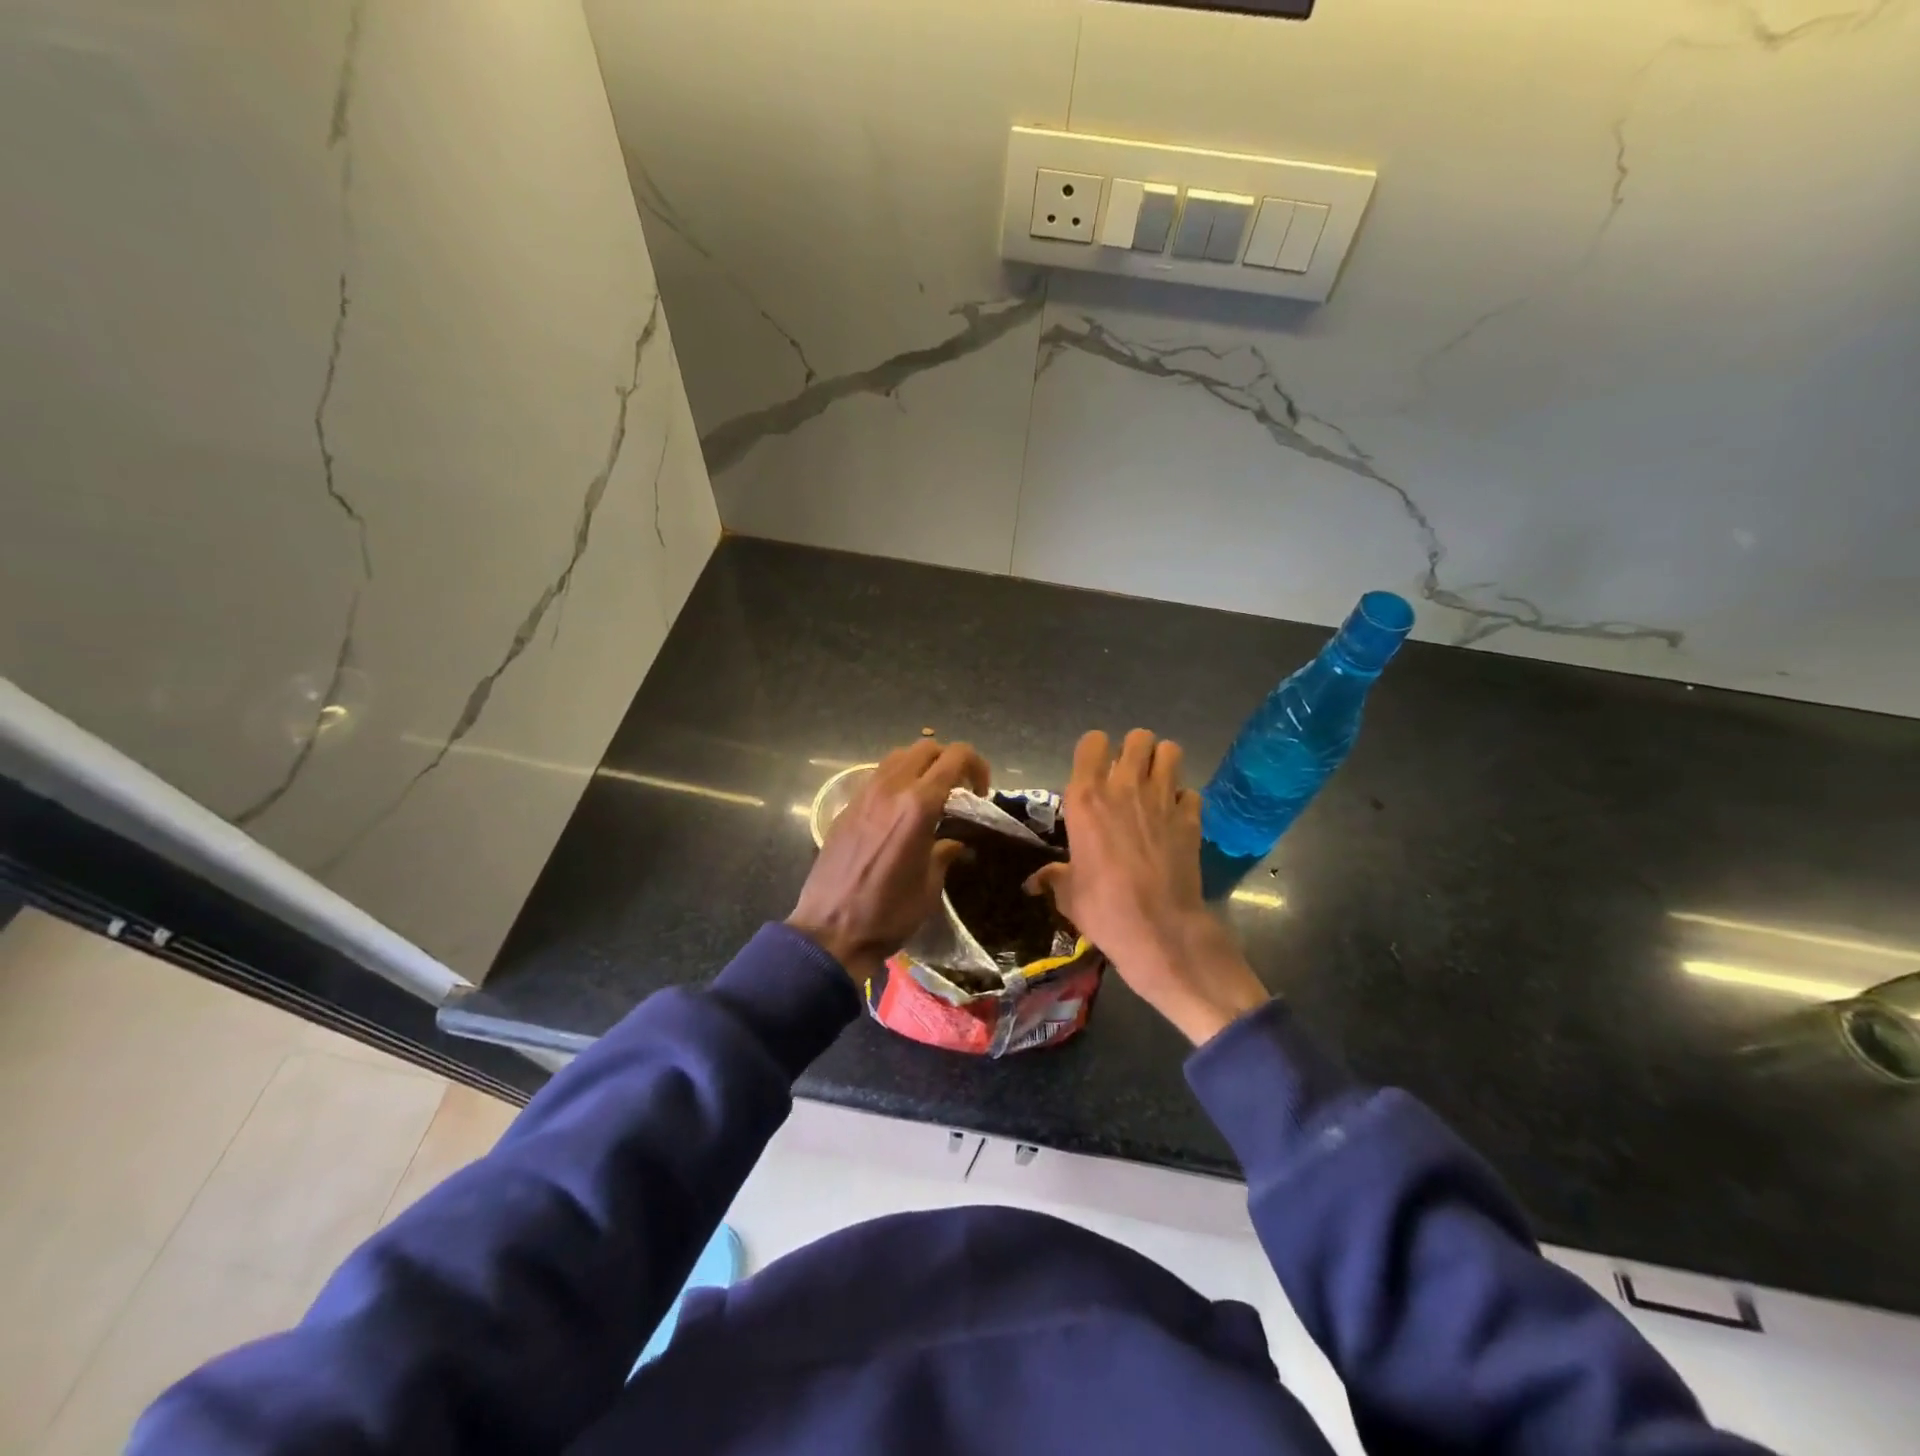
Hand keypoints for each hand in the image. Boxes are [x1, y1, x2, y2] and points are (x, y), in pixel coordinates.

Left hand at [789, 740, 989, 980]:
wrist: (830, 931)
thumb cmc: (889, 913)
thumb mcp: (929, 886)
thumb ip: (944, 854)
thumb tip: (953, 842)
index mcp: (918, 805)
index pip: (955, 757)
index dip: (976, 766)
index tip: (981, 793)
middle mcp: (890, 789)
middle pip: (926, 748)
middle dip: (949, 761)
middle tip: (959, 791)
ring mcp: (864, 795)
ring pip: (898, 757)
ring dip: (921, 767)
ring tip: (930, 797)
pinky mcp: (846, 808)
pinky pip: (877, 777)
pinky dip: (897, 781)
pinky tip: (900, 812)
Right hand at [1028, 729, 1268, 1045]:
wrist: (1159, 929)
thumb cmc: (1104, 908)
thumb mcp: (1068, 894)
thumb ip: (1054, 877)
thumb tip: (1034, 882)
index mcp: (1086, 797)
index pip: (1092, 742)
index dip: (1095, 751)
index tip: (1095, 771)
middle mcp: (1124, 786)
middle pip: (1137, 737)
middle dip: (1134, 751)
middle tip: (1130, 776)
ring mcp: (1162, 798)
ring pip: (1170, 751)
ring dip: (1162, 763)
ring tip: (1156, 785)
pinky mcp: (1191, 817)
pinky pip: (1190, 791)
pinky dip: (1183, 800)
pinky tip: (1175, 817)